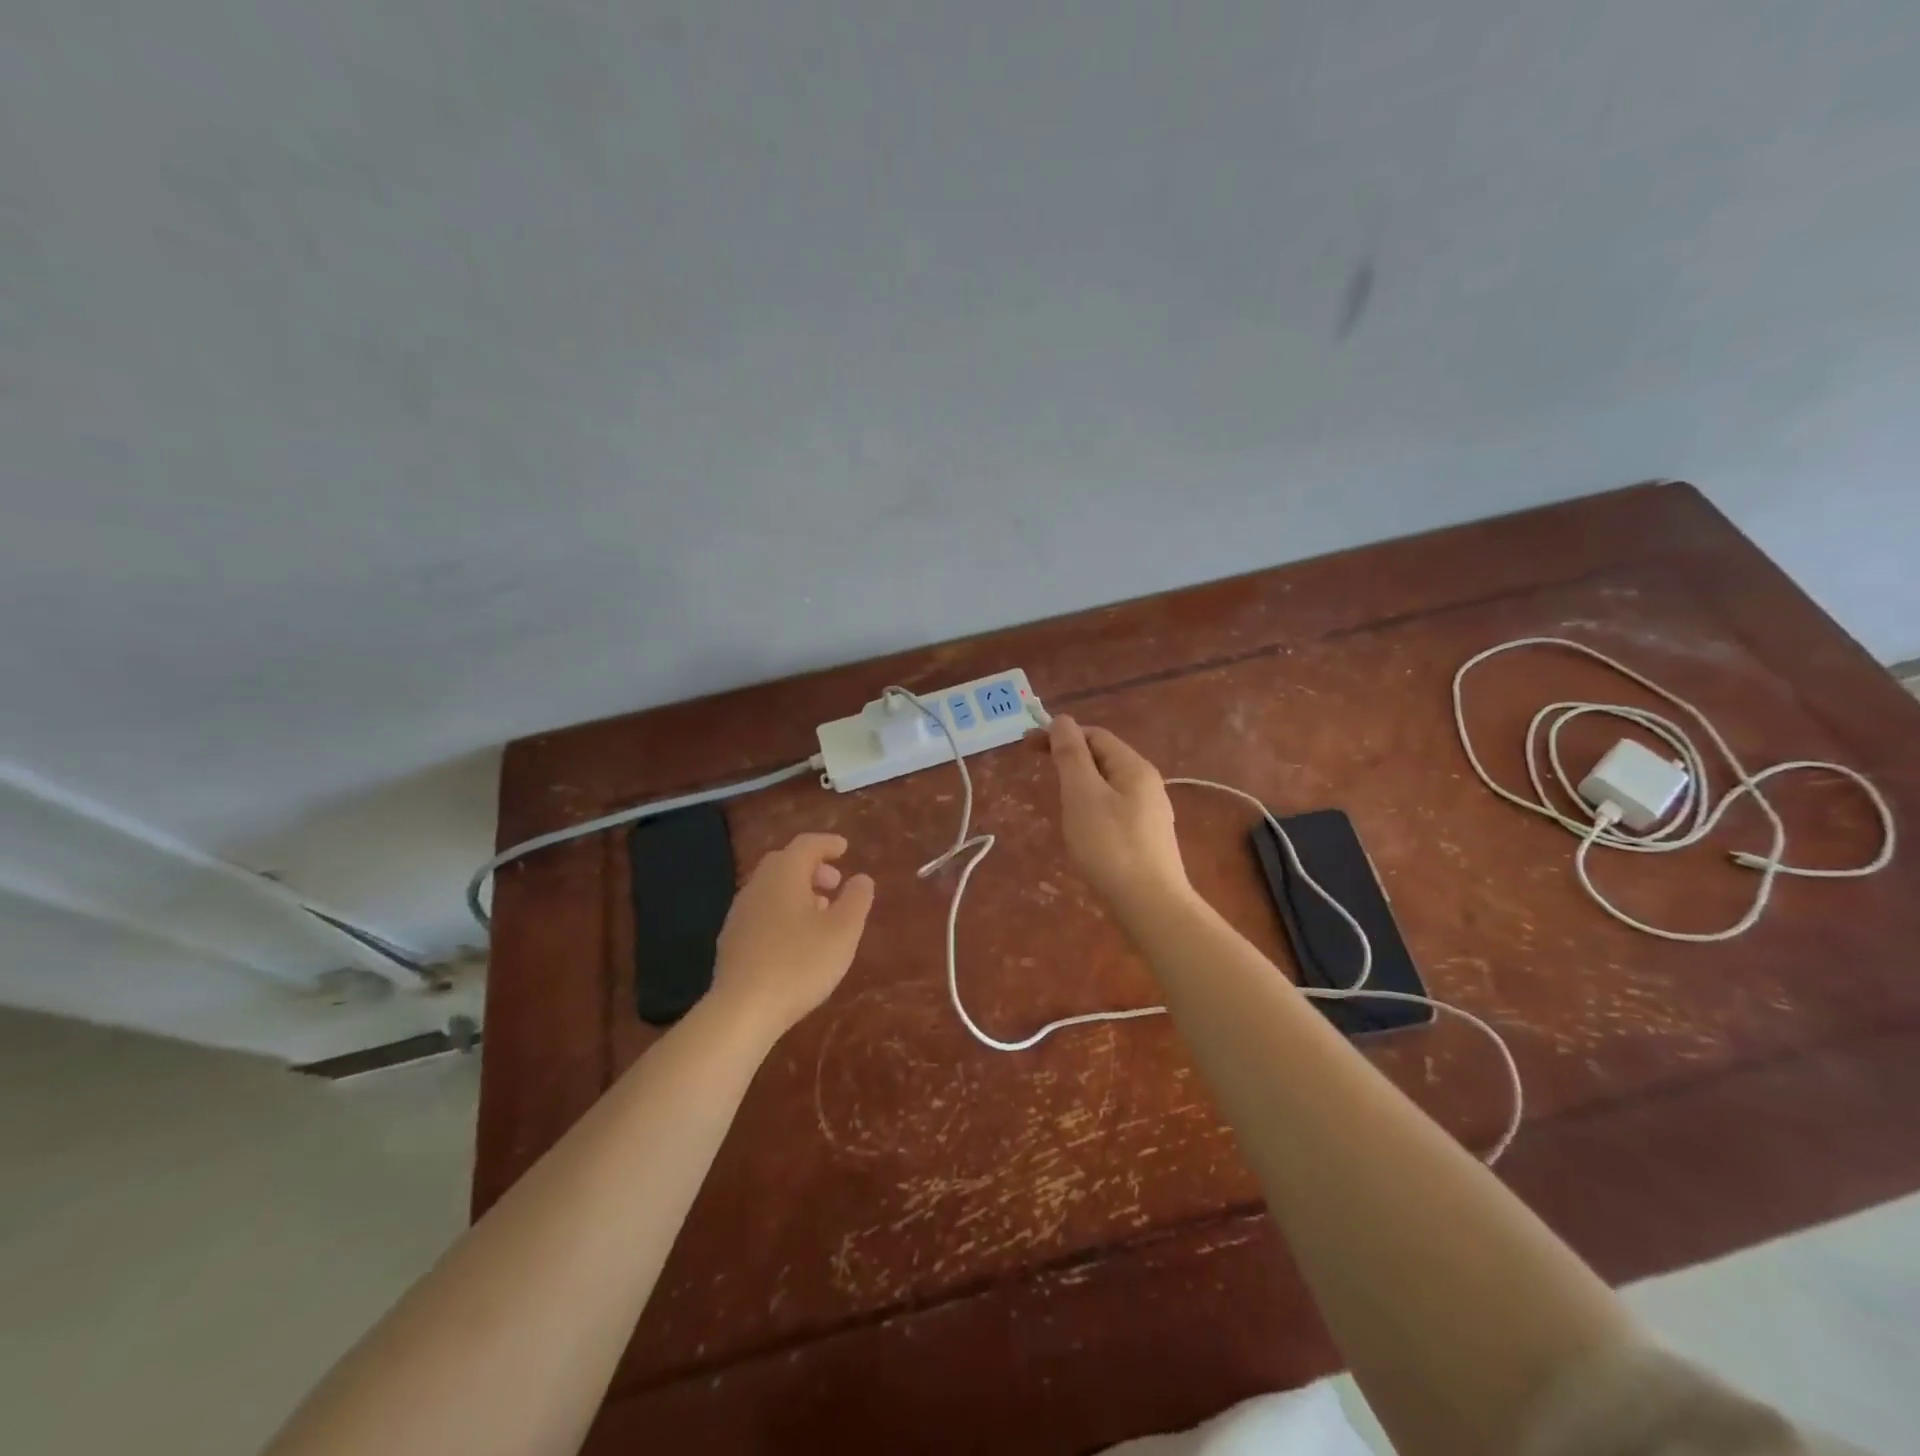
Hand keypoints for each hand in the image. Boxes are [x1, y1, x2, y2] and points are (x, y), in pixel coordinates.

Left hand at [711, 832, 874, 1038]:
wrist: (742, 1010)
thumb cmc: (799, 963)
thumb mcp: (843, 932)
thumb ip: (856, 900)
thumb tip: (862, 878)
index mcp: (784, 875)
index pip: (806, 845)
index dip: (827, 844)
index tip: (844, 848)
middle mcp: (758, 886)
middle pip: (784, 863)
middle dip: (811, 867)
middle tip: (834, 882)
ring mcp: (740, 914)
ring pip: (772, 888)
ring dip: (797, 891)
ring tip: (821, 911)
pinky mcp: (732, 940)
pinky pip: (762, 911)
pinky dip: (783, 911)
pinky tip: (796, 938)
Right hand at [1044, 716, 1191, 914]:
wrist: (1151, 905)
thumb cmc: (1110, 846)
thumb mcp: (1082, 795)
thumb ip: (1071, 755)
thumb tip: (1062, 720)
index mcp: (1134, 767)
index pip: (1094, 735)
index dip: (1060, 734)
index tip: (1026, 747)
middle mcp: (1147, 783)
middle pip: (1103, 758)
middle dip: (1069, 758)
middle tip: (1036, 771)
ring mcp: (1150, 812)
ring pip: (1108, 785)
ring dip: (1079, 783)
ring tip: (1056, 800)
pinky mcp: (1146, 838)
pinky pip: (1114, 809)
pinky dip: (1091, 807)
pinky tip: (1081, 828)